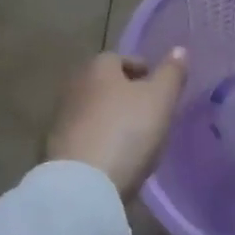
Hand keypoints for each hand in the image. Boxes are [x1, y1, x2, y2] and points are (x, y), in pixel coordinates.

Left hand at [46, 49, 189, 199]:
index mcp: (97, 67)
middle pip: (105, 84)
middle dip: (126, 95)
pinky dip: (100, 141)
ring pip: (95, 111)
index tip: (160, 89)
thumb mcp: (160, 99)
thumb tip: (179, 49)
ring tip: (137, 139)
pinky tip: (116, 158)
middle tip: (151, 112)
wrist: (82, 185)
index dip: (144, 71)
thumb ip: (171, 73)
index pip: (121, 58)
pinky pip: (86, 137)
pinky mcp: (55, 149)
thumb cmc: (126, 131)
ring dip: (112, 119)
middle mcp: (74, 86)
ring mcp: (61, 119)